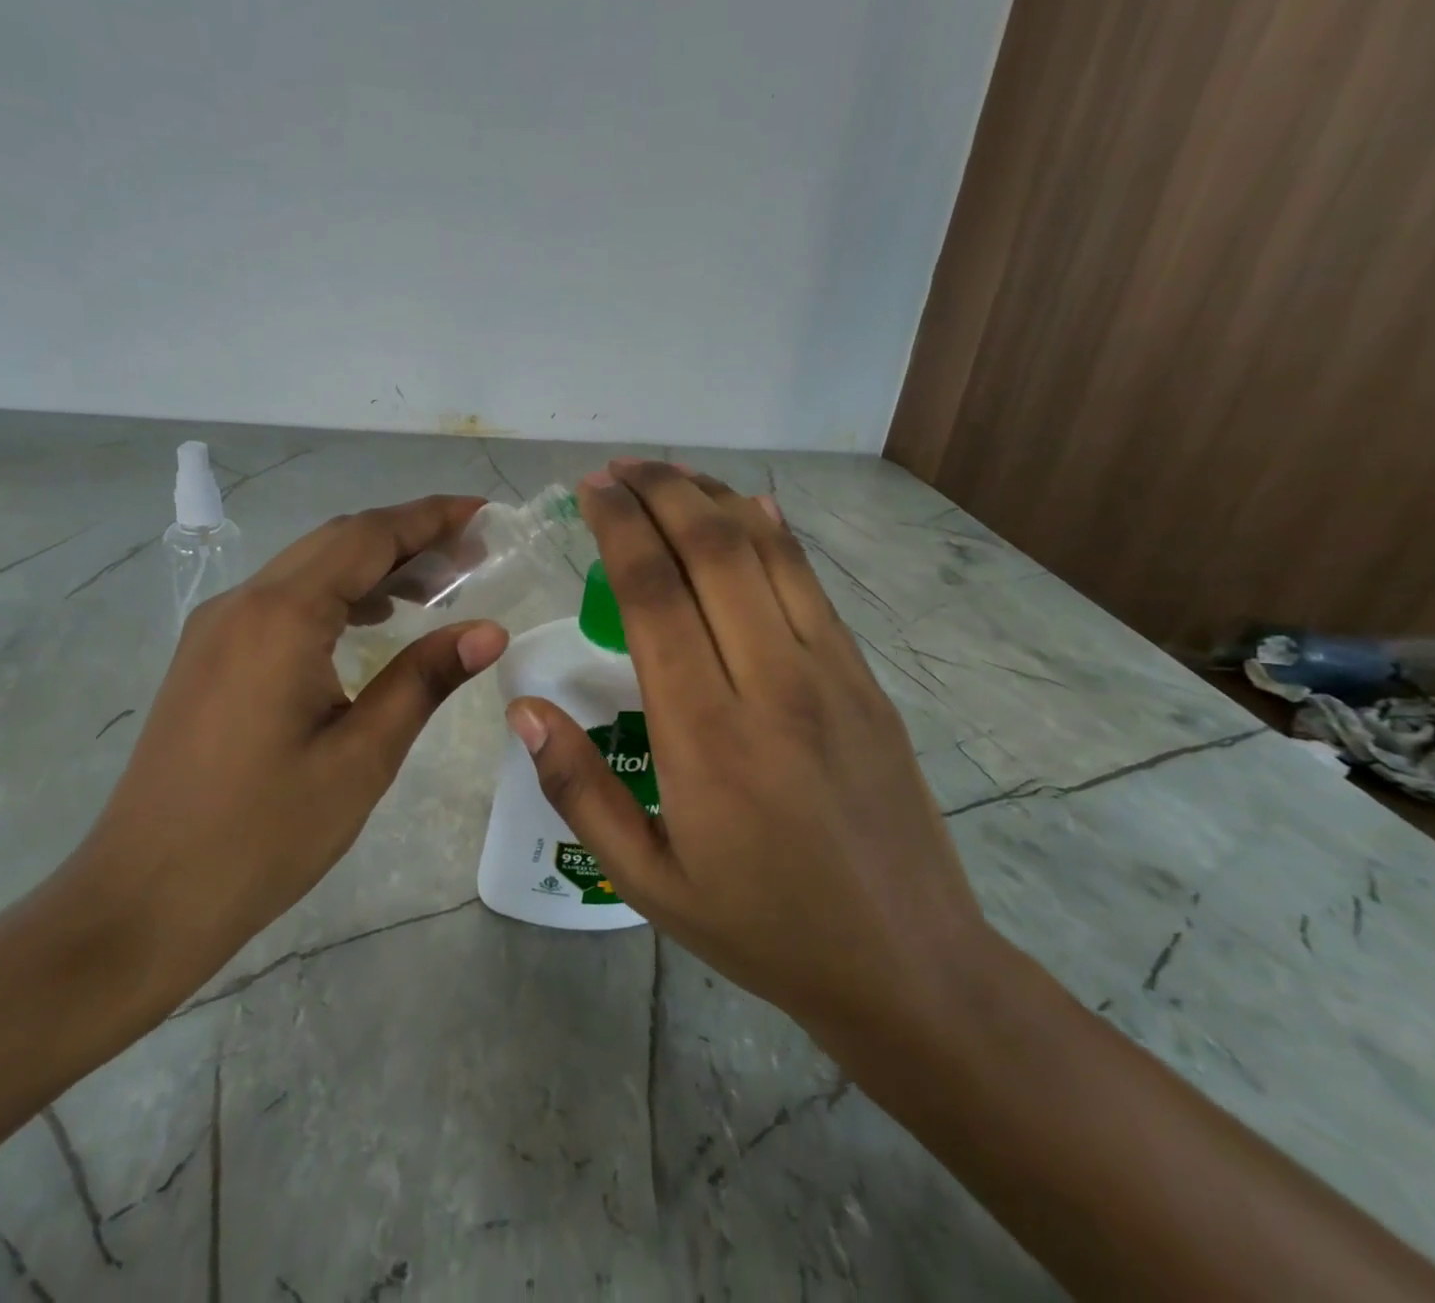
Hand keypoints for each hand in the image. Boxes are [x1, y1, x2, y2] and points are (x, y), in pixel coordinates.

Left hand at [66, 496, 507, 1014]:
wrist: (143, 900)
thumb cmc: (262, 834)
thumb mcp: (361, 757)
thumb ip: (424, 679)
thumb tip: (489, 630)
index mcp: (281, 617)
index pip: (367, 537)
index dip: (430, 518)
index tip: (483, 513)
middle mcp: (242, 603)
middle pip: (337, 541)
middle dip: (407, 537)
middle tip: (472, 554)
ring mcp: (216, 629)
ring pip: (307, 569)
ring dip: (371, 567)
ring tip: (435, 587)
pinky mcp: (207, 657)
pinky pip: (282, 601)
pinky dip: (336, 596)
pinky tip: (371, 624)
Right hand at [503, 461, 988, 1062]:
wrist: (908, 966)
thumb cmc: (761, 926)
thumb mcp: (647, 881)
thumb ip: (579, 791)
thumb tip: (525, 710)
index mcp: (705, 736)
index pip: (653, 596)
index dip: (618, 529)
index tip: (589, 492)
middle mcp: (771, 684)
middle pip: (711, 551)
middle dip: (659, 492)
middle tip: (618, 468)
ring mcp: (830, 675)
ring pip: (767, 554)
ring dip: (712, 500)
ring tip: (668, 474)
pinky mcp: (866, 680)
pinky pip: (812, 586)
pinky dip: (775, 534)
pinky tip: (749, 508)